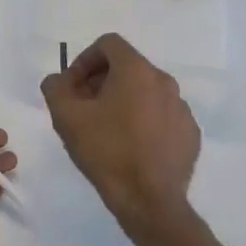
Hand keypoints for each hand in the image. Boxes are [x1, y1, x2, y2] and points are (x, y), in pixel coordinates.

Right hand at [41, 34, 200, 244]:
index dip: (84, 60)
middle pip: (128, 67)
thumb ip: (55, 88)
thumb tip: (59, 80)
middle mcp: (164, 82)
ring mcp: (182, 108)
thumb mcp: (66, 117)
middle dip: (101, 82)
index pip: (108, 44)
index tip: (73, 87)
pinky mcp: (190, 134)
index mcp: (137, 71)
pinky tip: (131, 147)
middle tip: (84, 109)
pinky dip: (144, 122)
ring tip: (106, 131)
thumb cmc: (106, 152)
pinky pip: (162, 116)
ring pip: (146, 93)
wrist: (149, 201)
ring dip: (123, 102)